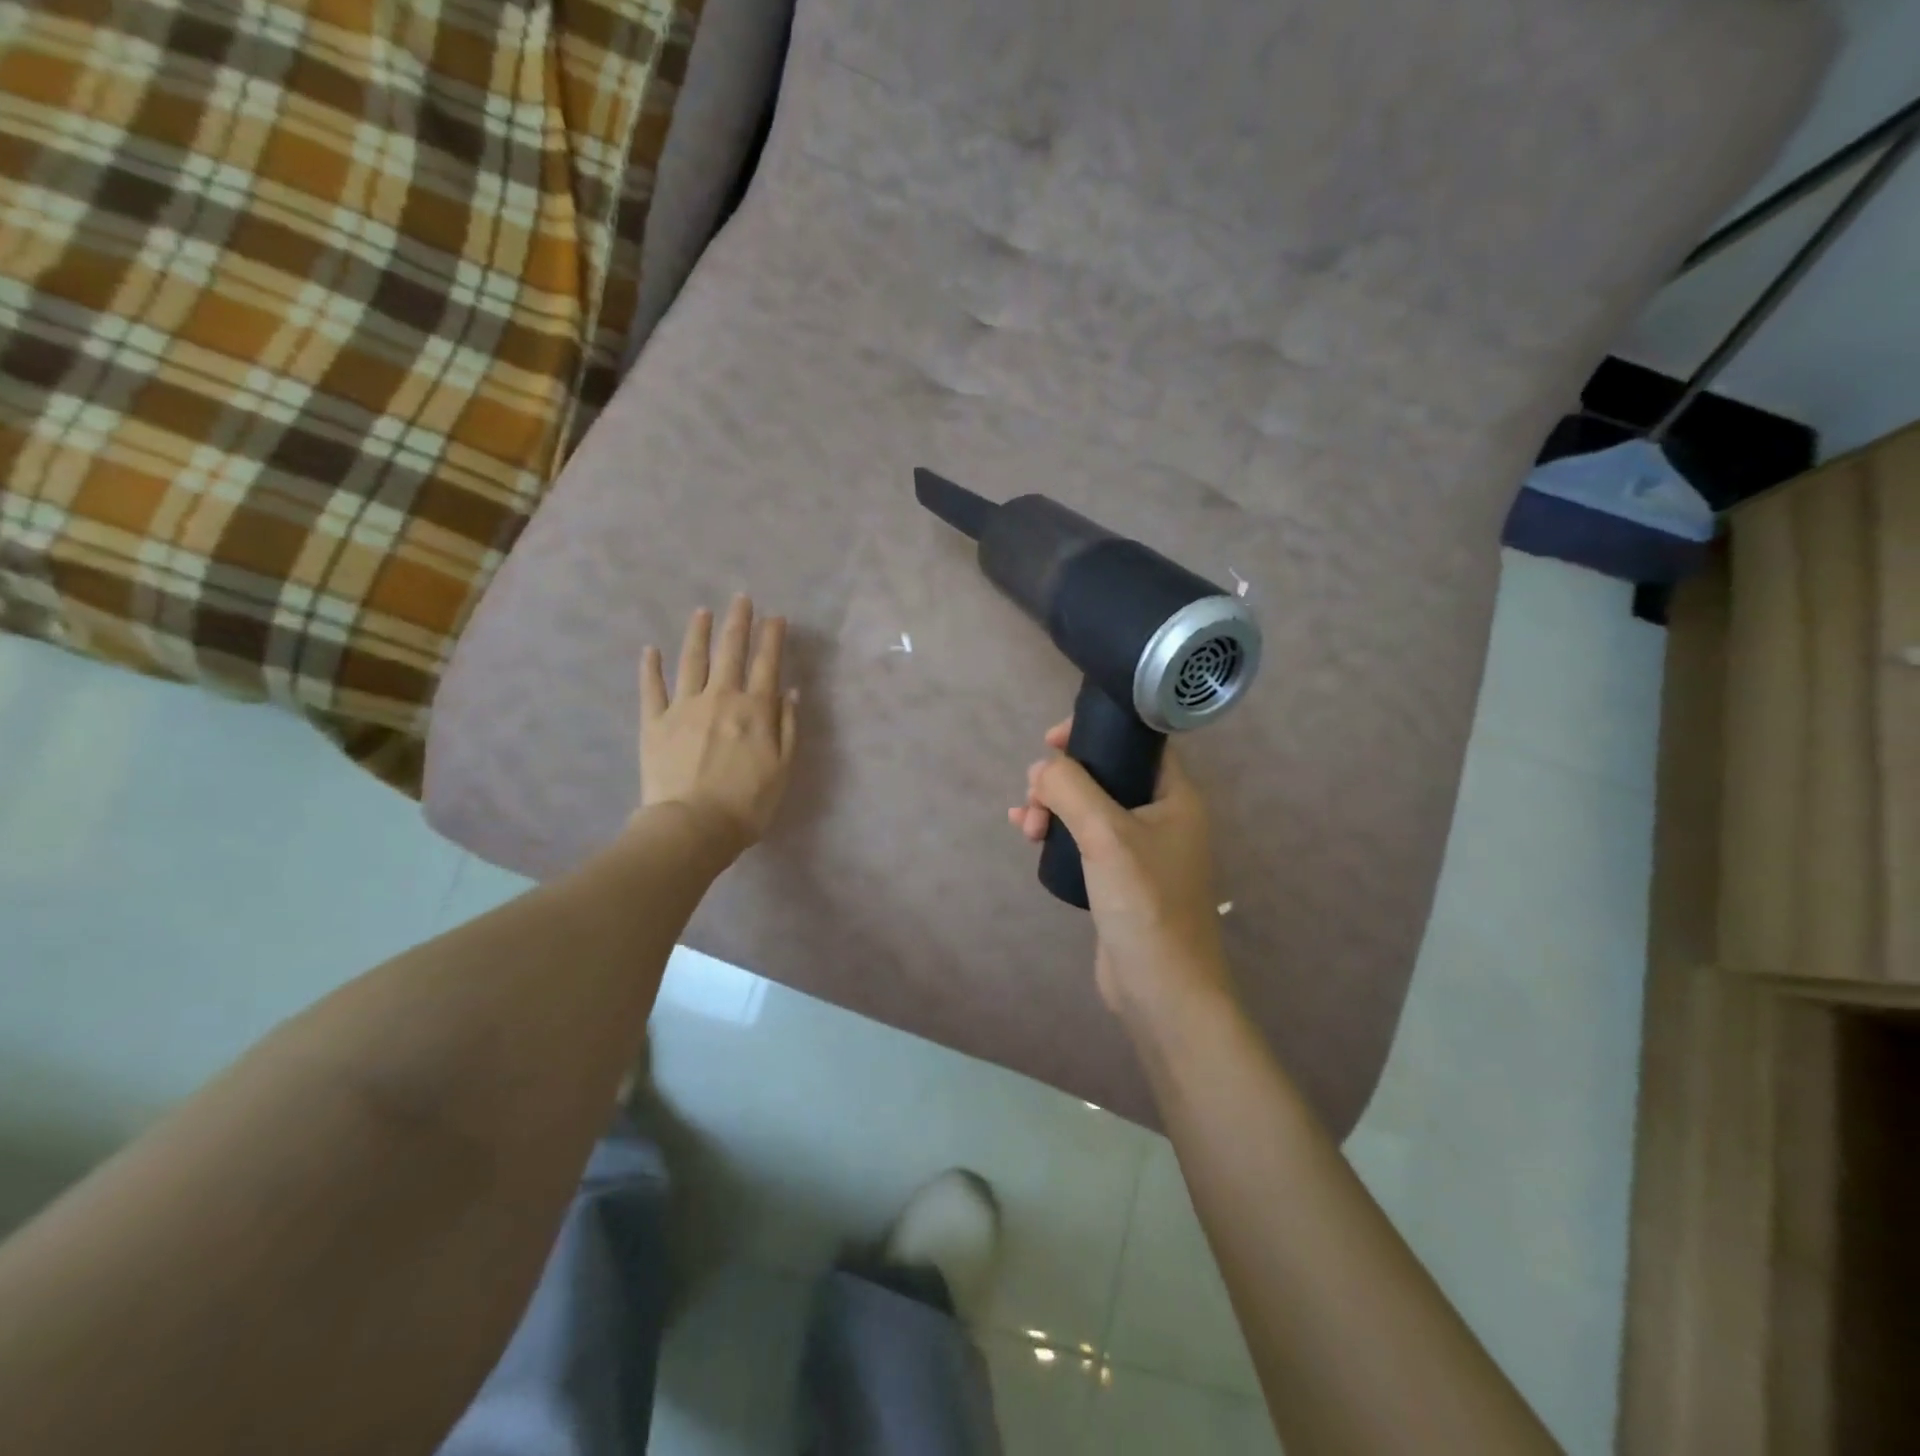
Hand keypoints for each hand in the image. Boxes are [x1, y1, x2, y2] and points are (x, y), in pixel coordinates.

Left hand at [640, 596, 798, 847]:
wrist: (693, 825)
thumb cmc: (747, 803)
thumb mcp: (783, 768)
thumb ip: (788, 728)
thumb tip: (791, 692)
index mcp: (755, 710)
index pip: (766, 664)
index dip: (772, 638)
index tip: (776, 617)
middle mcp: (720, 698)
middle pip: (730, 652)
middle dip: (738, 622)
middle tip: (741, 599)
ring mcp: (684, 707)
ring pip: (692, 660)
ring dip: (698, 633)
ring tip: (702, 612)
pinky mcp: (654, 722)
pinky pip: (652, 688)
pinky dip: (651, 667)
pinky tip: (651, 650)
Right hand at [1008, 721, 1235, 1029]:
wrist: (1161, 989)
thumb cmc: (1145, 904)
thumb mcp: (1106, 835)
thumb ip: (1071, 789)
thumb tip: (1042, 769)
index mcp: (1175, 797)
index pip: (1137, 742)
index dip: (1095, 731)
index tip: (1052, 741)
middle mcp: (1162, 817)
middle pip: (1106, 773)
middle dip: (1062, 778)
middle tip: (1033, 796)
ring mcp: (1141, 850)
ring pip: (1089, 808)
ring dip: (1054, 806)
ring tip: (1026, 826)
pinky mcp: (1120, 879)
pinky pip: (1084, 839)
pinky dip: (1056, 831)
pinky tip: (1027, 835)